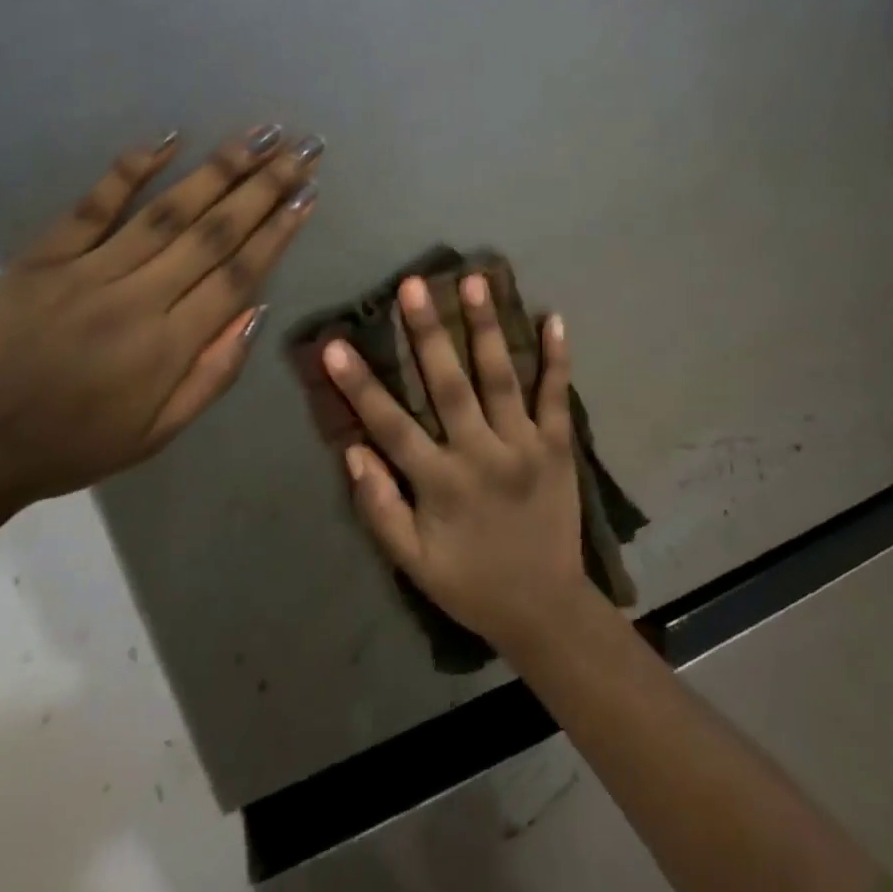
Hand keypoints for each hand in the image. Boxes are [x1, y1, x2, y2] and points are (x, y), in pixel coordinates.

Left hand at [0, 126, 320, 507]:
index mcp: (168, 347)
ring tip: (259, 135)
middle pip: (213, 232)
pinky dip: (130, 169)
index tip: (308, 195)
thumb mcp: (160, 432)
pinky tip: (169, 138)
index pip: (238, 275)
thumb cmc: (76, 445)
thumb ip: (216, 372)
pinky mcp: (41, 257)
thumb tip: (257, 309)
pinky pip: (93, 206)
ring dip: (219, 169)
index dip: (278, 232)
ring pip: (166, 211)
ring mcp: (85, 272)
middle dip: (264, 186)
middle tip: (302, 148)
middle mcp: (135, 300)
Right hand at [324, 274, 587, 658]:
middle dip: (429, 332)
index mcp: (440, 483)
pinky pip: (556, 396)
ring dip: (487, 327)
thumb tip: (352, 450)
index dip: (360, 384)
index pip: (391, 425)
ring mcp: (525, 446)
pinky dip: (557, 357)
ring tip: (476, 281)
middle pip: (450, 385)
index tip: (334, 344)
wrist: (546, 610)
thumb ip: (379, 508)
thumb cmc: (471, 584)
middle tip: (414, 284)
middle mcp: (481, 454)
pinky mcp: (557, 446)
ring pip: (502, 378)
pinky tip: (554, 318)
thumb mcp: (413, 563)